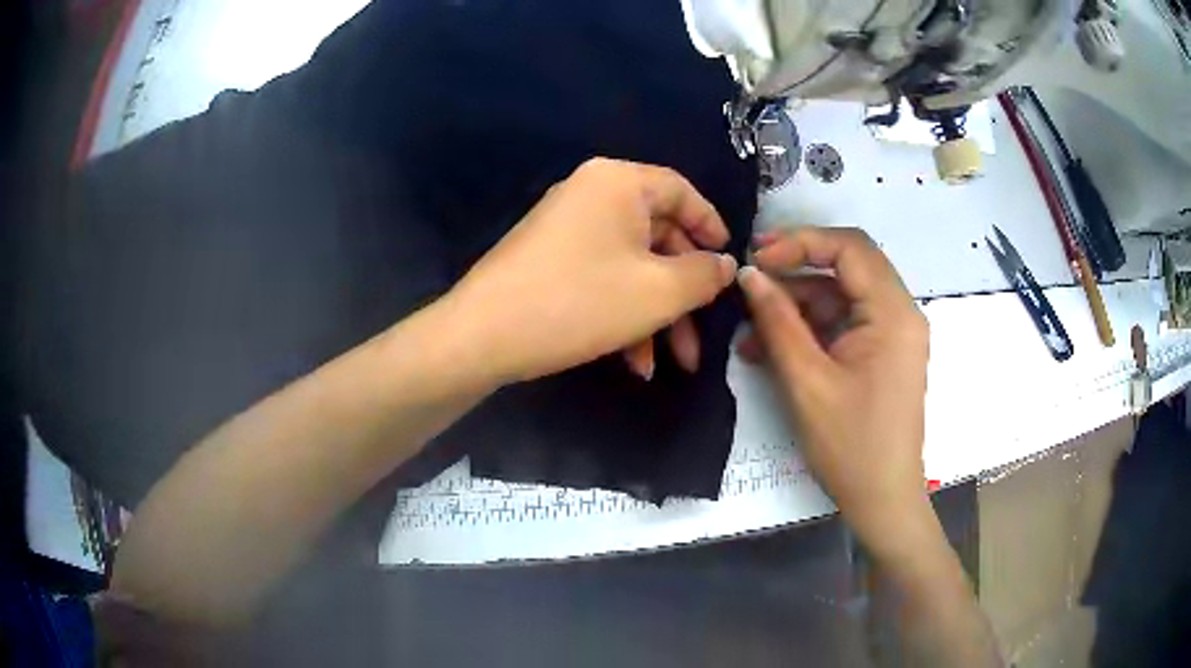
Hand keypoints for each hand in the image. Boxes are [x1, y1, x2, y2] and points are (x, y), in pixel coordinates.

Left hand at [444, 158, 737, 384]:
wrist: (483, 336)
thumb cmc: (581, 302)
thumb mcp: (659, 292)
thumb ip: (704, 275)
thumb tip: (726, 264)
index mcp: (619, 183)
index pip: (682, 191)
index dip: (712, 226)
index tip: (729, 263)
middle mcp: (592, 193)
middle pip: (658, 235)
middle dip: (684, 292)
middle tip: (702, 333)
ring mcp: (567, 226)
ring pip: (632, 265)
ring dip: (657, 314)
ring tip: (672, 362)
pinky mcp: (550, 259)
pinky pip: (602, 277)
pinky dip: (624, 313)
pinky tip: (633, 362)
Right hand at [737, 227, 930, 557]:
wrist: (882, 499)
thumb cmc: (850, 445)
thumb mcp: (806, 381)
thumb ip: (777, 321)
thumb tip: (749, 275)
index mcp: (893, 312)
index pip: (849, 248)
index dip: (800, 242)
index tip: (756, 258)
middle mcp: (900, 313)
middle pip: (846, 267)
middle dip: (795, 270)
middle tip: (749, 280)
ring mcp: (892, 334)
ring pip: (840, 297)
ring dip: (796, 307)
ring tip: (749, 331)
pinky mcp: (882, 353)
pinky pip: (843, 324)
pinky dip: (809, 330)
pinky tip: (770, 350)